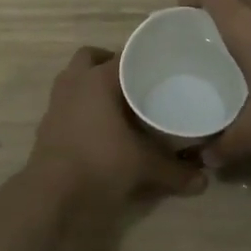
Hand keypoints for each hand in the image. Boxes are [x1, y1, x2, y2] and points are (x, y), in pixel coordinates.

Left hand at [28, 46, 206, 209]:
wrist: (50, 194)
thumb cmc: (99, 163)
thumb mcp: (143, 166)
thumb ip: (173, 170)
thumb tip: (203, 180)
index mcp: (98, 79)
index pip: (124, 55)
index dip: (143, 59)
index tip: (160, 68)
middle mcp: (74, 82)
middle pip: (90, 58)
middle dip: (109, 65)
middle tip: (132, 82)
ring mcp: (56, 102)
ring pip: (75, 79)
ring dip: (91, 85)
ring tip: (117, 104)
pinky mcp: (46, 124)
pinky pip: (67, 103)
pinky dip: (80, 108)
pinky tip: (98, 128)